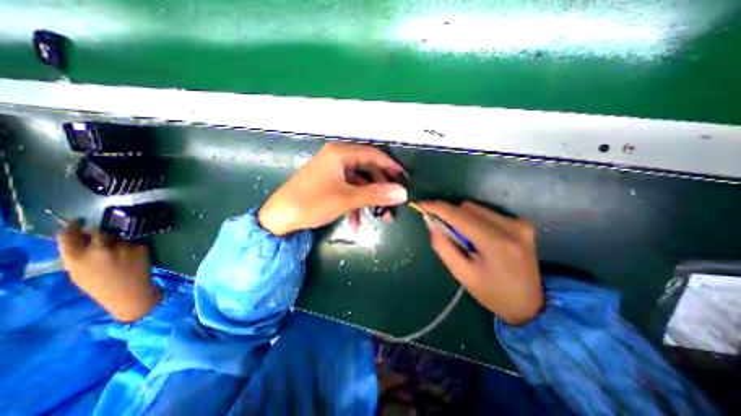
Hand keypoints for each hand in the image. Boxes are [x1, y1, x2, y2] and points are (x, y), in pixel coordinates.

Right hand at [57, 222, 161, 323]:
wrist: (130, 293)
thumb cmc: (101, 286)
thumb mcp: (78, 273)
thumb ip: (77, 256)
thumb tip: (79, 238)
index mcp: (77, 258)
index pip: (69, 235)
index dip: (74, 226)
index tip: (79, 221)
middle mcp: (100, 250)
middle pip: (100, 231)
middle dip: (102, 232)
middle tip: (105, 236)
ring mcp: (123, 247)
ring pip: (120, 237)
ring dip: (119, 242)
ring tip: (122, 255)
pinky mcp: (140, 247)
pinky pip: (134, 243)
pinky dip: (133, 248)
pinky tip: (134, 259)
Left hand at [258, 141, 406, 234]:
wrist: (279, 218)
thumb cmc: (312, 203)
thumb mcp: (346, 199)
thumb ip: (375, 195)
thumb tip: (402, 193)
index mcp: (340, 153)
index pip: (373, 154)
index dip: (391, 166)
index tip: (405, 179)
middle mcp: (337, 157)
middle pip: (368, 169)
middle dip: (381, 188)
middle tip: (393, 203)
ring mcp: (333, 171)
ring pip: (359, 182)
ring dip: (370, 199)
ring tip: (381, 217)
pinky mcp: (329, 183)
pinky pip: (349, 190)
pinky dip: (355, 204)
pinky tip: (356, 222)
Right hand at [422, 199, 541, 324]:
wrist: (529, 303)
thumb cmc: (491, 292)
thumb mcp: (461, 273)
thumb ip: (443, 245)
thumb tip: (430, 221)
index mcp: (496, 244)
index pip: (461, 217)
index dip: (439, 208)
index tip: (422, 204)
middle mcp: (511, 228)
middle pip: (468, 208)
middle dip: (450, 214)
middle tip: (442, 228)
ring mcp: (519, 223)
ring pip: (477, 207)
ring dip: (462, 217)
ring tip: (461, 236)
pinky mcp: (522, 222)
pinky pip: (487, 212)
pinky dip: (474, 219)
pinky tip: (475, 234)